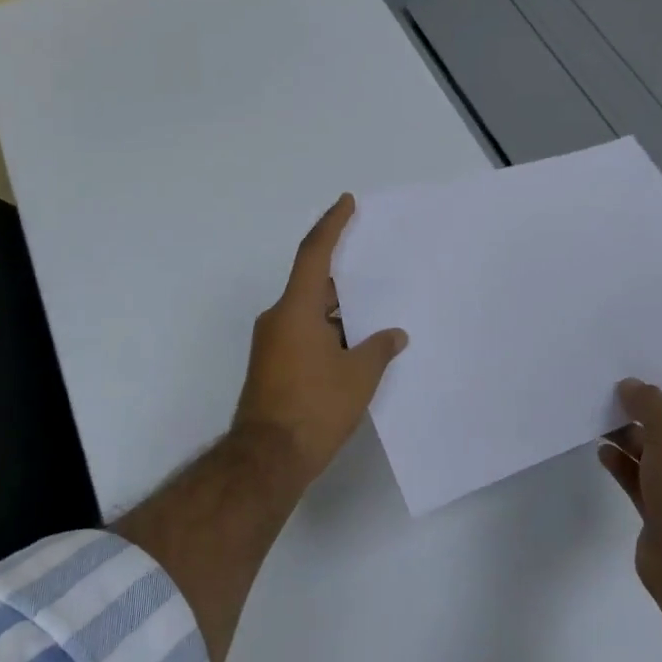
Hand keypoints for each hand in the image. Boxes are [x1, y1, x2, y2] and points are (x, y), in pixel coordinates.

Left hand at [232, 195, 407, 482]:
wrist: (266, 459)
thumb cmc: (314, 408)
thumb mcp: (358, 377)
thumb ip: (379, 349)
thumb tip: (394, 335)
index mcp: (296, 309)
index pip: (315, 254)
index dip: (332, 224)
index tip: (347, 203)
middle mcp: (278, 318)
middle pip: (312, 283)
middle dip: (343, 275)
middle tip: (374, 264)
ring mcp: (271, 343)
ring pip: (309, 312)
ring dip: (337, 310)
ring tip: (374, 310)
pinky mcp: (271, 365)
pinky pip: (303, 333)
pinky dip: (328, 331)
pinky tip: (354, 345)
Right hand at [598, 379, 661, 604]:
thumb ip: (648, 402)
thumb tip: (631, 386)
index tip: (641, 395)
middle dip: (644, 413)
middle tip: (611, 404)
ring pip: (656, 452)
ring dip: (629, 437)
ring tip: (599, 425)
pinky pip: (642, 478)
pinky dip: (623, 464)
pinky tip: (602, 453)